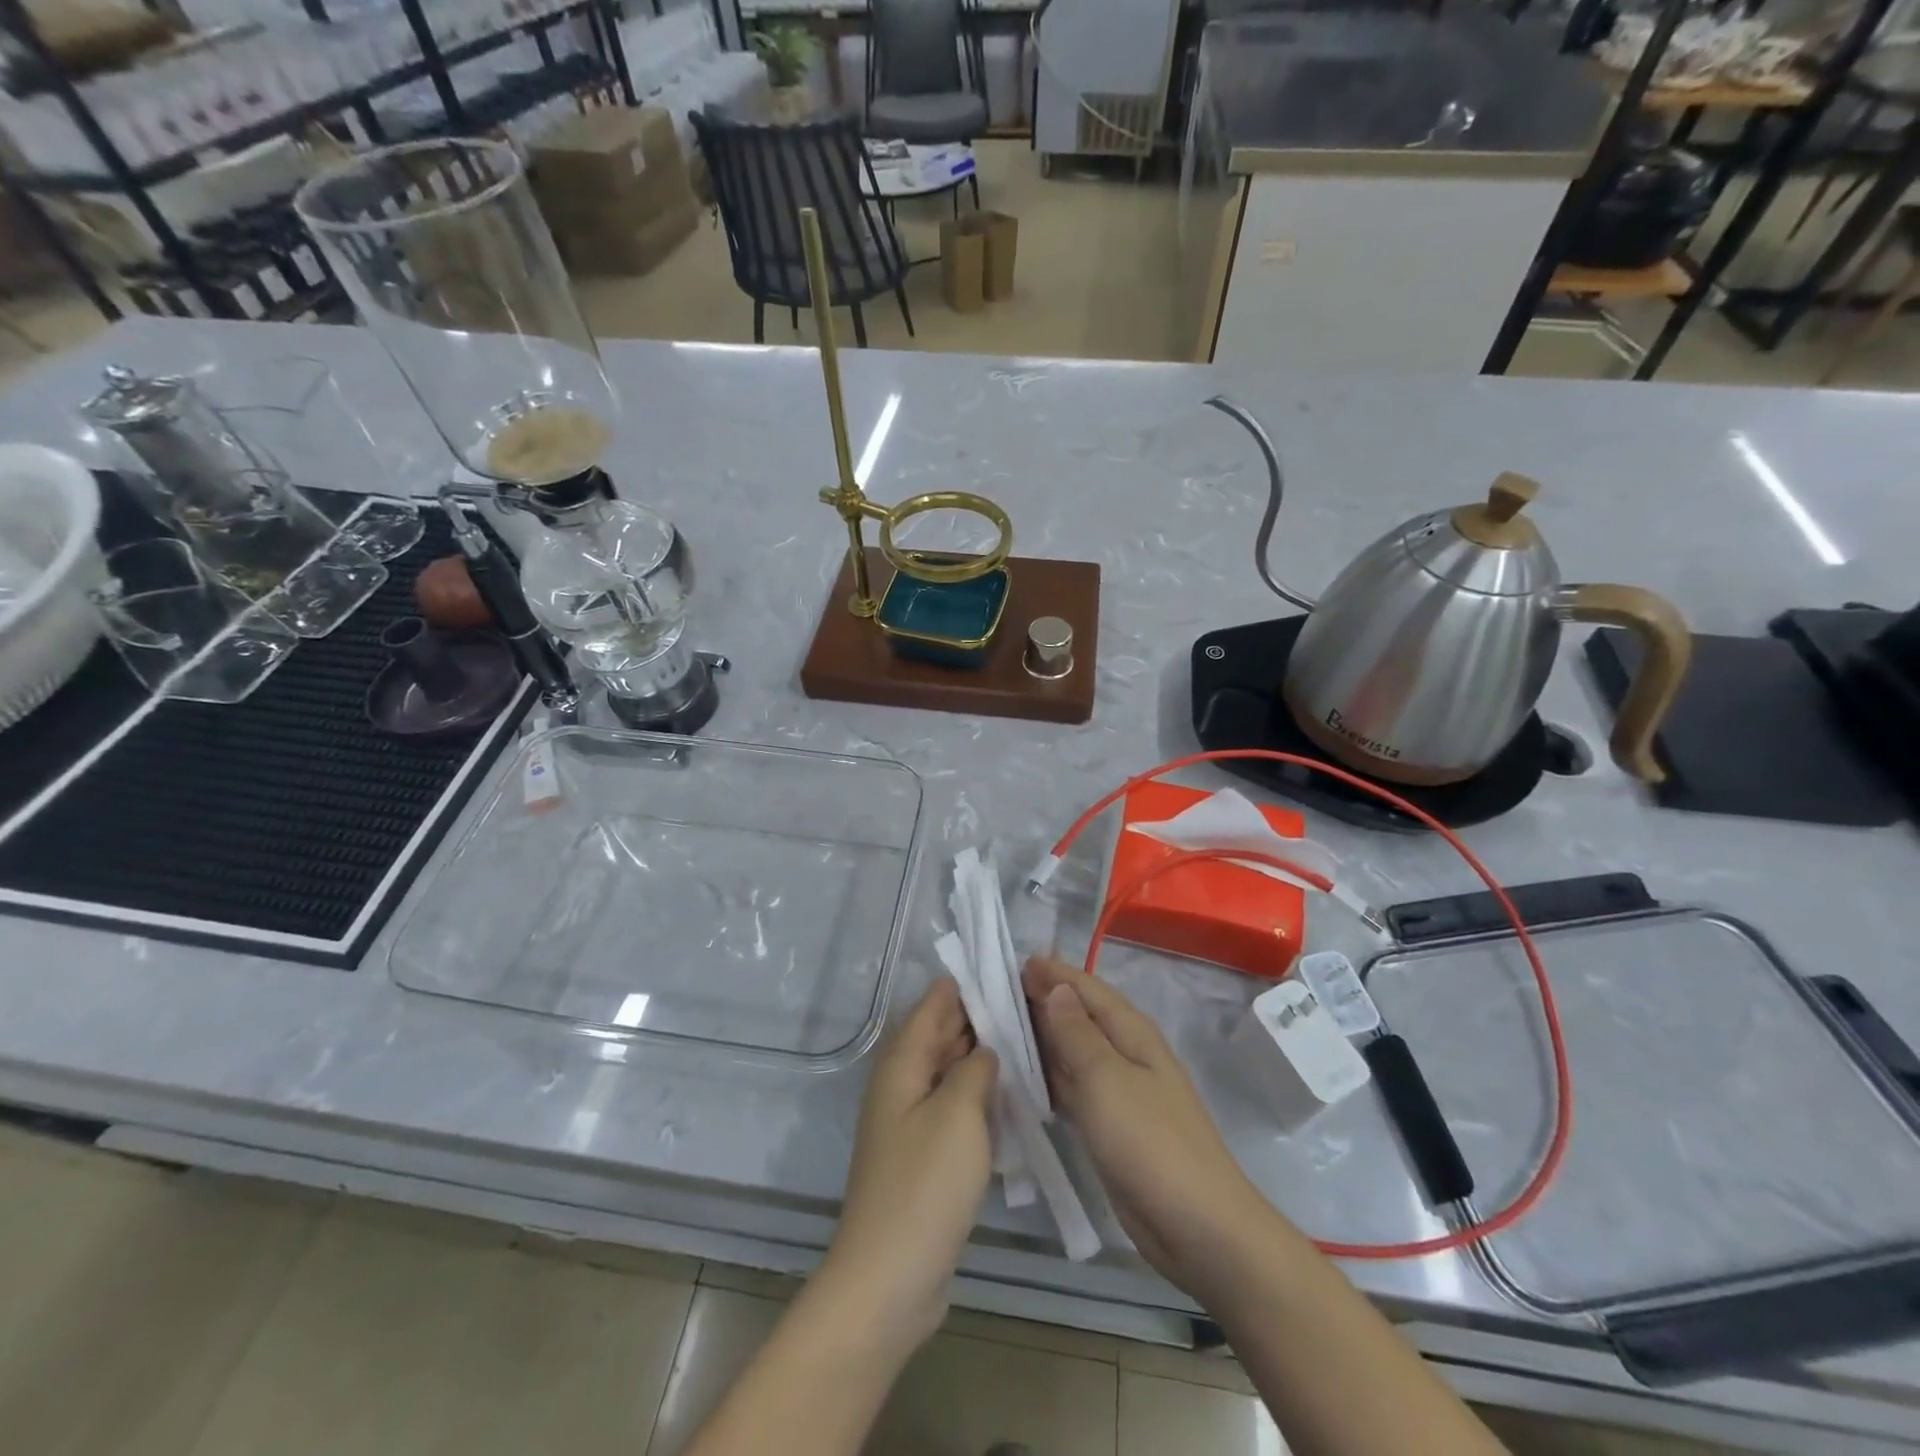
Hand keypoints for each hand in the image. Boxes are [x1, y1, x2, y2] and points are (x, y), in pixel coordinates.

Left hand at [818, 978, 997, 1348]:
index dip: (965, 984)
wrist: (889, 1278)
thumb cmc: (924, 1185)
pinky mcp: (923, 1155)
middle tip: (1028, 1004)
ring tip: (1027, 1041)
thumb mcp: (958, 1113)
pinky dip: (978, 1094)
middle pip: (941, 1035)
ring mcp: (911, 1121)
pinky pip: (953, 1107)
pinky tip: (1009, 1095)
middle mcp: (901, 1084)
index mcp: (902, 1064)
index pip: (933, 1005)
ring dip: (981, 1056)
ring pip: (949, 1071)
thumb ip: (975, 1068)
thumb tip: (985, 1048)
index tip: (1004, 968)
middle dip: (979, 1017)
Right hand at [1023, 956, 1270, 1300]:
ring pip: (1074, 1051)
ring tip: (999, 1028)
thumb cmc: (1150, 1142)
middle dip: (1042, 1000)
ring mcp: (1120, 1090)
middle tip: (995, 993)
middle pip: (1079, 1016)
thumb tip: (1056, 987)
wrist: (1198, 1227)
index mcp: (1131, 1031)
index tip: (1014, 962)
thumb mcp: (1106, 1078)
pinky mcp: (1111, 1125)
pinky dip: (1049, 1077)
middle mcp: (1126, 1052)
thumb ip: (1077, 1032)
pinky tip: (1022, 1078)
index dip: (1053, 973)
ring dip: (1042, 1038)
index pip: (1086, 988)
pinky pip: (1074, 1087)